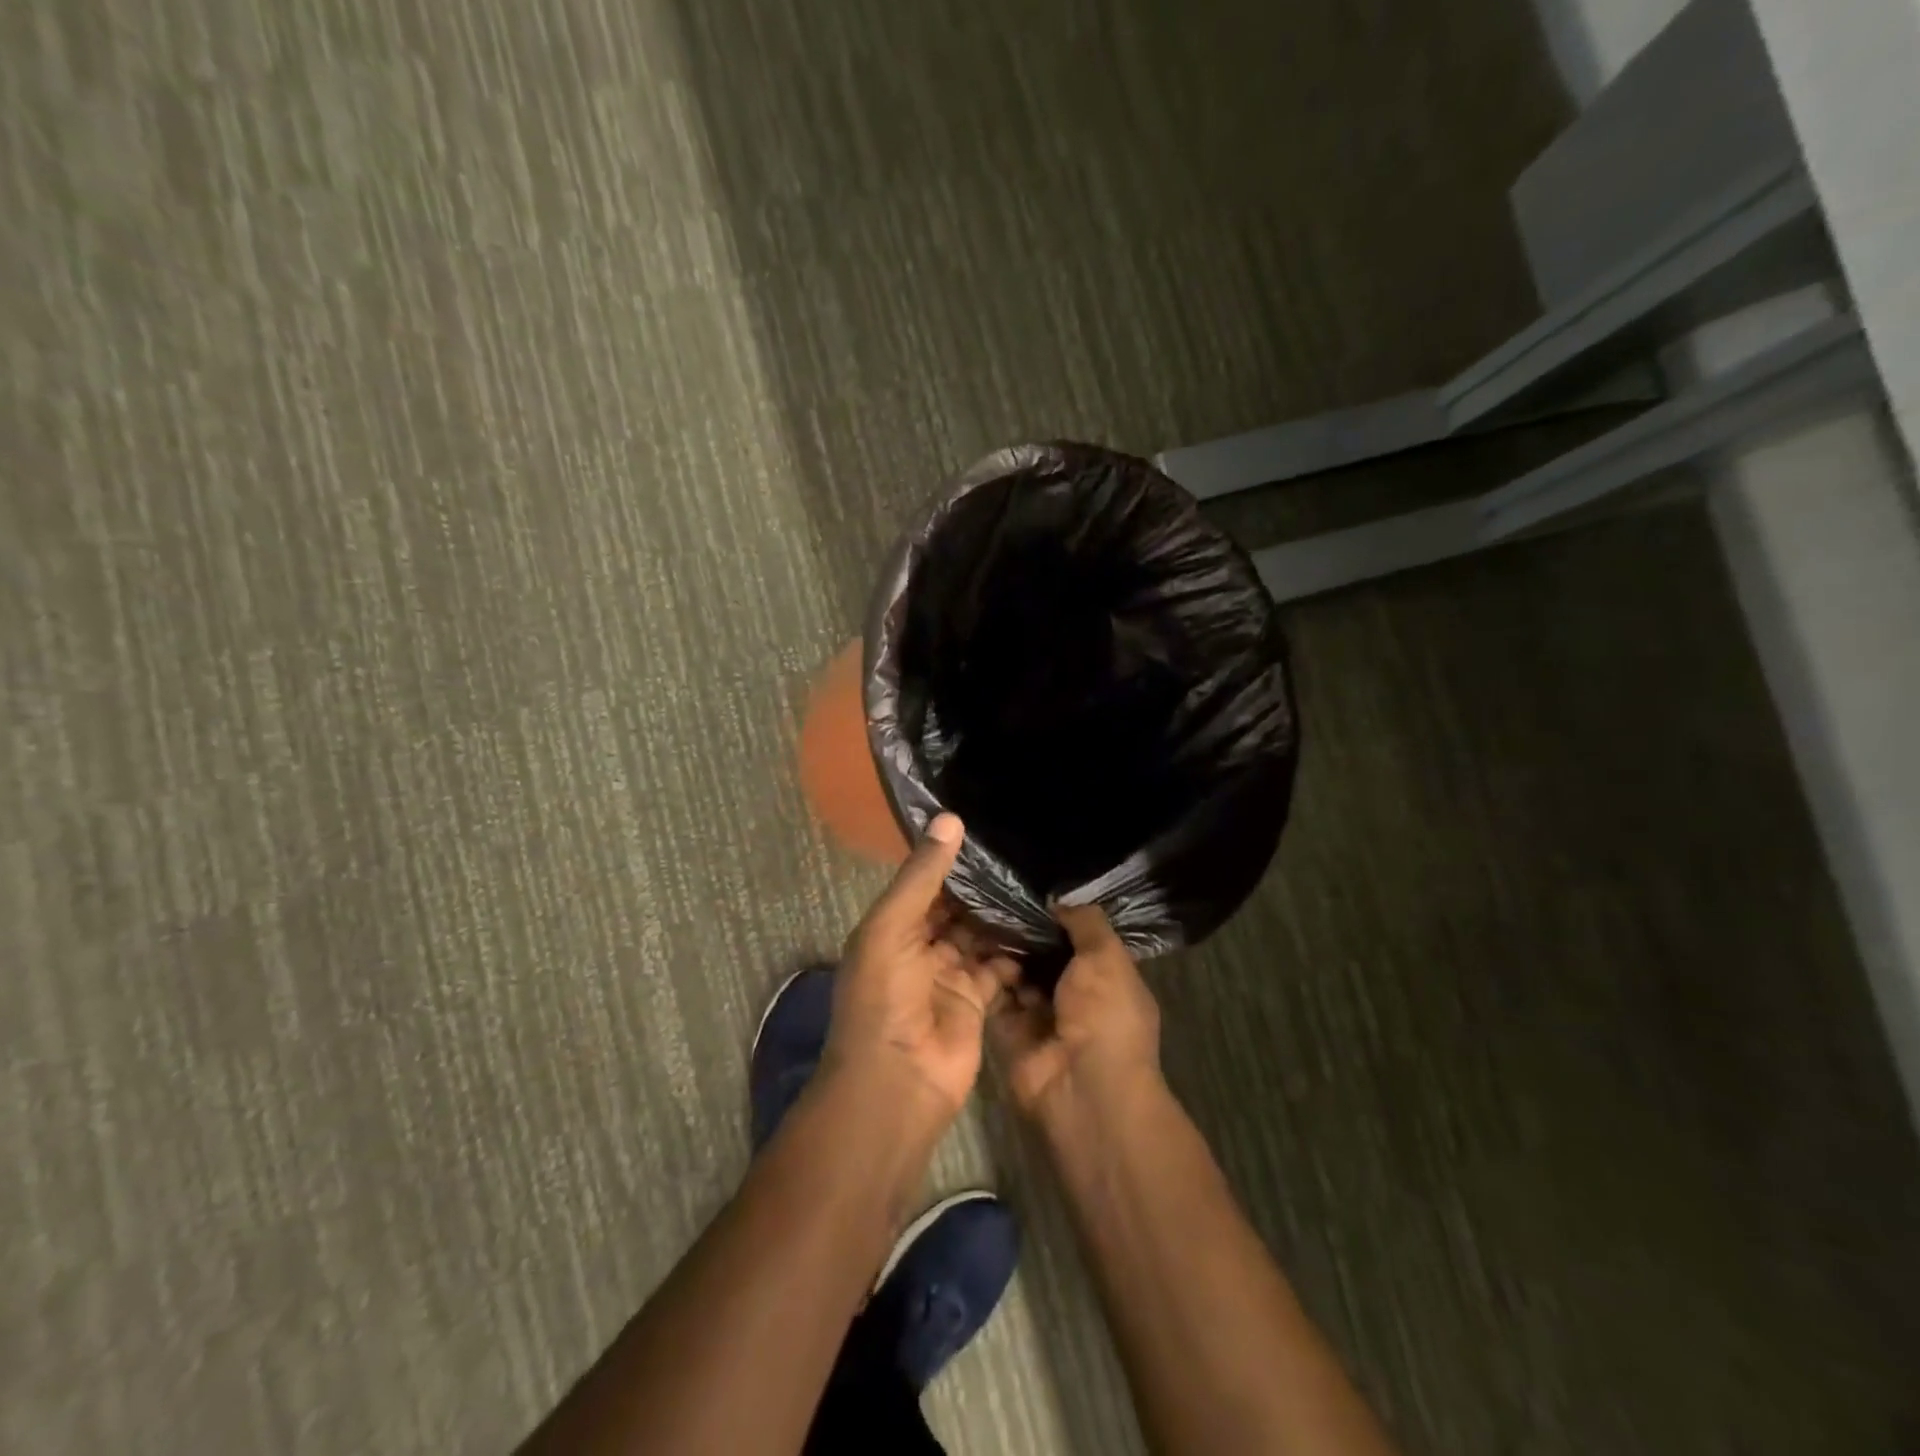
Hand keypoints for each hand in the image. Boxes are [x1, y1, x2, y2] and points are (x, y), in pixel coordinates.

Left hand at [825, 813, 1015, 1125]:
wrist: (897, 1081)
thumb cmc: (884, 996)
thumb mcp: (892, 926)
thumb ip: (922, 876)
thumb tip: (950, 818)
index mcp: (892, 926)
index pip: (925, 883)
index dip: (951, 859)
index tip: (988, 828)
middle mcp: (919, 946)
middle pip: (956, 909)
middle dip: (983, 888)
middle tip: (1026, 854)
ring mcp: (948, 975)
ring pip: (980, 936)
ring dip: (1002, 917)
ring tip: (1040, 883)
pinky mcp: (976, 1000)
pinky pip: (998, 967)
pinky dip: (1015, 952)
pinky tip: (1042, 927)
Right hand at [991, 903, 1162, 1124]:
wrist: (1083, 1088)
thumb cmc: (1106, 1015)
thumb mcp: (1107, 957)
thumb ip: (1086, 923)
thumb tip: (1060, 902)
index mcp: (1106, 978)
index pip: (1079, 939)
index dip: (1057, 917)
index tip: (1028, 888)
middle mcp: (1073, 995)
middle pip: (1043, 955)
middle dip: (1024, 931)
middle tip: (993, 896)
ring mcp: (1040, 1015)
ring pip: (1016, 973)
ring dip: (1001, 949)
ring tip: (978, 913)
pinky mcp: (1010, 1031)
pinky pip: (995, 996)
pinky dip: (985, 975)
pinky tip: (969, 945)